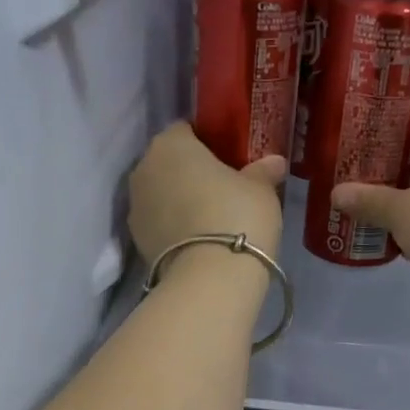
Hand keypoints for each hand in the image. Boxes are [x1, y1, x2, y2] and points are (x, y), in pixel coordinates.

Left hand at [129, 123, 285, 267]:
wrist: (210, 279)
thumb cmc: (237, 217)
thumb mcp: (261, 190)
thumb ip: (263, 171)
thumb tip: (274, 162)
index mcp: (170, 144)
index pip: (185, 130)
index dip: (206, 142)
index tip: (227, 158)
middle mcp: (144, 169)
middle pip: (168, 163)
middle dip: (189, 172)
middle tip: (221, 188)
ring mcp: (135, 207)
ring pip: (160, 194)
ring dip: (178, 201)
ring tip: (209, 219)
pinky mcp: (136, 241)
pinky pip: (159, 224)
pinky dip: (173, 227)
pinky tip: (197, 241)